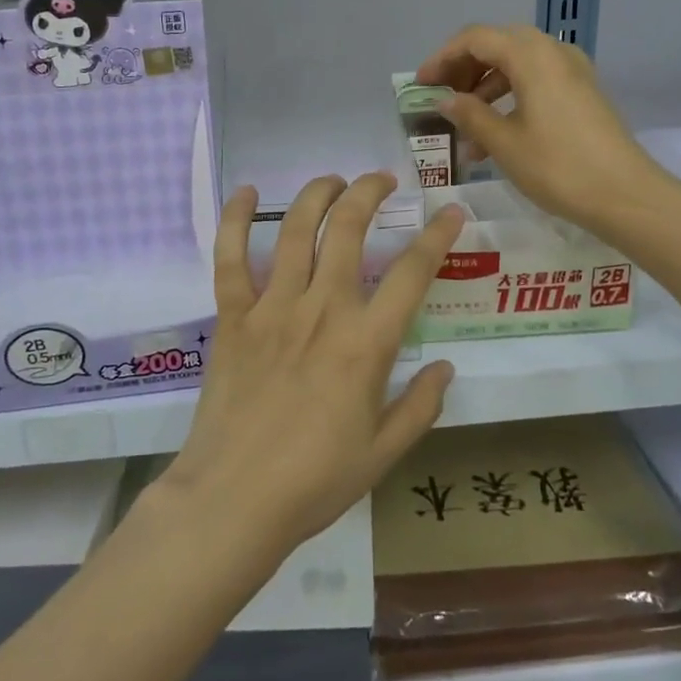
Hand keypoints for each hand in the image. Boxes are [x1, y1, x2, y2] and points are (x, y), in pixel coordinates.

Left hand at [158, 174, 466, 557]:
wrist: (234, 500)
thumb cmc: (315, 482)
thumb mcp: (383, 453)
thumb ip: (420, 406)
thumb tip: (445, 367)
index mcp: (366, 343)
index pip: (412, 273)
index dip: (436, 235)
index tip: (450, 211)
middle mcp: (322, 311)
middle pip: (349, 230)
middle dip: (369, 193)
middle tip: (381, 180)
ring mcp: (272, 308)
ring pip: (297, 231)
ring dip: (317, 195)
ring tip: (333, 181)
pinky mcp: (233, 317)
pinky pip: (230, 258)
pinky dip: (236, 220)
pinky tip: (245, 193)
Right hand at [416, 23, 660, 229]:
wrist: (625, 194)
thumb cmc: (557, 166)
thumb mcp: (504, 143)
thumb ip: (470, 114)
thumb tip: (445, 100)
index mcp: (531, 55)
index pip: (475, 38)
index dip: (442, 58)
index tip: (421, 85)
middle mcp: (553, 51)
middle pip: (497, 45)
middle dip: (464, 69)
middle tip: (442, 97)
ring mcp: (572, 71)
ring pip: (517, 64)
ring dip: (486, 88)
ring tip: (465, 128)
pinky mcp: (582, 92)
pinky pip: (537, 81)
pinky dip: (510, 97)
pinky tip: (496, 134)